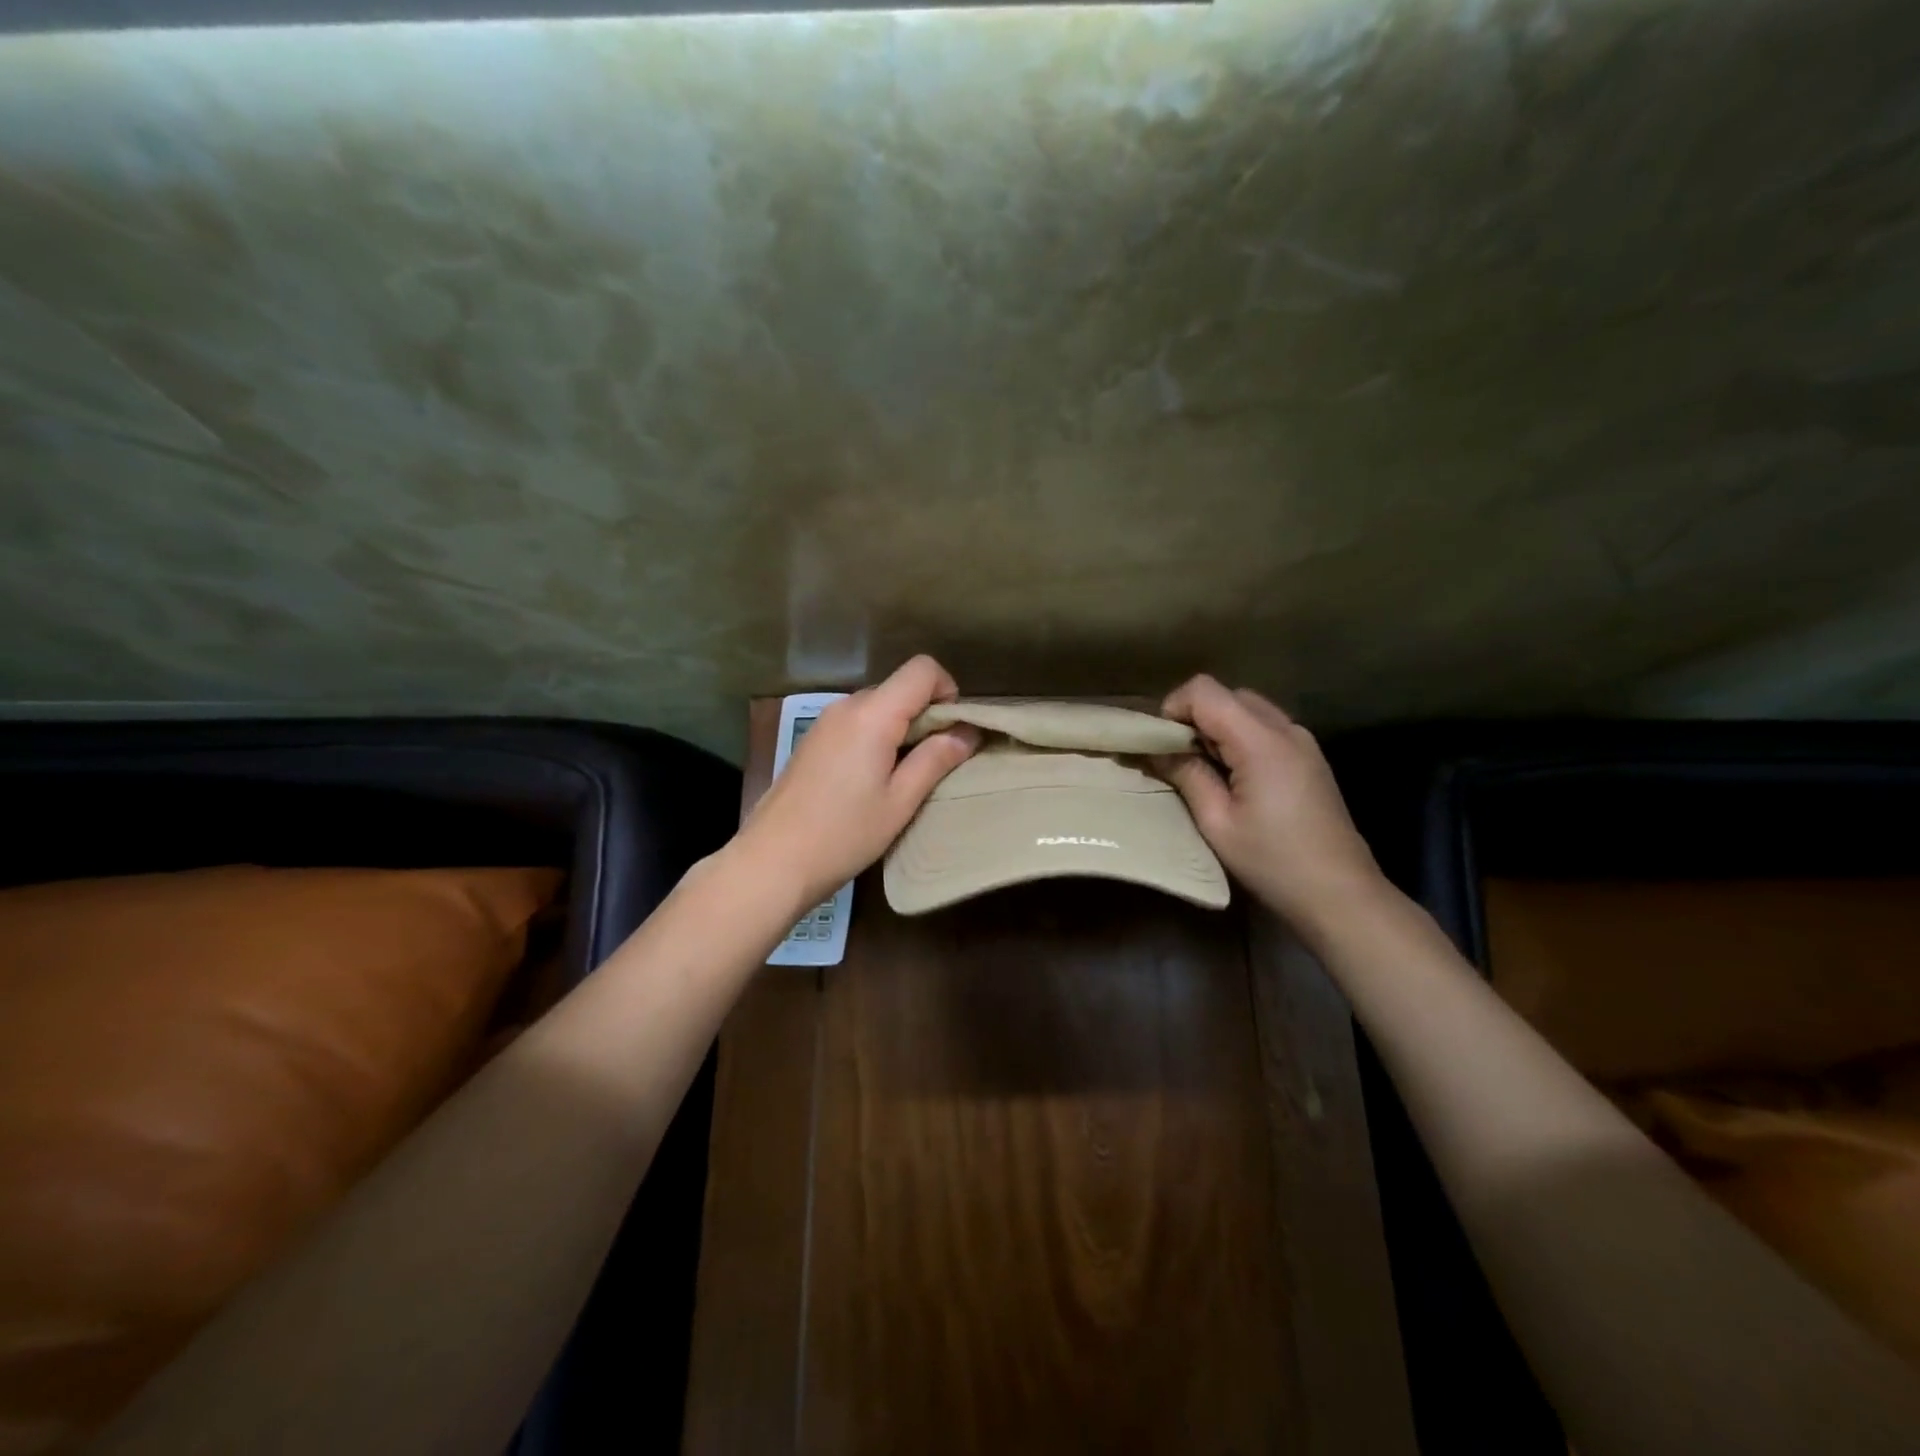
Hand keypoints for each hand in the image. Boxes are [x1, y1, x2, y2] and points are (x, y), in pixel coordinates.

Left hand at [733, 655, 980, 911]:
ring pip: (878, 706)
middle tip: (936, 762)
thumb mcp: (900, 802)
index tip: (954, 731)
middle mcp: (846, 706)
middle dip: (926, 714)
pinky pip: (856, 722)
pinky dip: (876, 737)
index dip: (947, 691)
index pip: (922, 669)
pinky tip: (872, 780)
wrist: (772, 860)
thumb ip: (936, 759)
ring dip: (901, 729)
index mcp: (872, 714)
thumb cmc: (844, 834)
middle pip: (899, 687)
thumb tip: (968, 732)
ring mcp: (824, 722)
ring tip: (904, 776)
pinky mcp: (812, 740)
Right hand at [1157, 675, 1383, 933]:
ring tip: (1206, 772)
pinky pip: (1265, 727)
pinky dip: (1240, 738)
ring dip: (1218, 728)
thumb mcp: (1217, 823)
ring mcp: (1303, 741)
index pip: (1204, 690)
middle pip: (1226, 694)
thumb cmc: (1273, 862)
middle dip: (1194, 718)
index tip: (1163, 746)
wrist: (1340, 894)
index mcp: (1261, 741)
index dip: (1174, 708)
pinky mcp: (1310, 757)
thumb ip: (1186, 775)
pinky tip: (1236, 779)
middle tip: (1180, 761)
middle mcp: (1285, 728)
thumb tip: (1154, 750)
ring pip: (1246, 708)